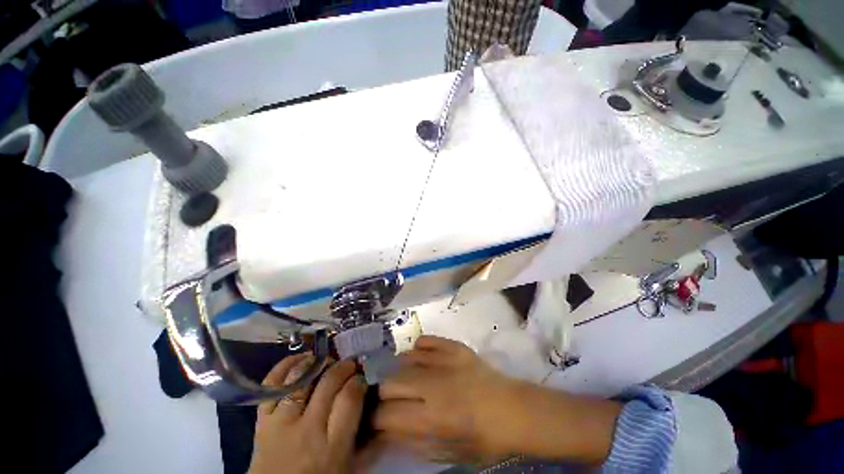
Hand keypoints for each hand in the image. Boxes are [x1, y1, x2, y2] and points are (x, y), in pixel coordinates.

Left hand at [248, 355, 366, 473]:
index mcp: (332, 448)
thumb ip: (367, 440)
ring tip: (328, 361)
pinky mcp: (261, 420)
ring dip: (318, 363)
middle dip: (344, 366)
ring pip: (302, 378)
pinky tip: (301, 359)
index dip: (359, 380)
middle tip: (350, 364)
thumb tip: (380, 408)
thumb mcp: (348, 467)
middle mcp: (307, 431)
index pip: (350, 398)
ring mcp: (281, 424)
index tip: (363, 376)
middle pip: (328, 383)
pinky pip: (271, 384)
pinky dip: (286, 366)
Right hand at [374, 336, 621, 464]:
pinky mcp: (454, 346)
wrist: (513, 410)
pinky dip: (418, 350)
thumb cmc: (482, 439)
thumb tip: (387, 431)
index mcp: (432, 417)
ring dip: (401, 372)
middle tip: (394, 400)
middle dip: (385, 395)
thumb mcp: (447, 452)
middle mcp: (433, 385)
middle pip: (390, 383)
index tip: (379, 420)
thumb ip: (413, 441)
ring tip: (409, 380)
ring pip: (404, 359)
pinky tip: (423, 359)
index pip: (387, 415)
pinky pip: (425, 340)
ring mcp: (444, 360)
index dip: (377, 419)